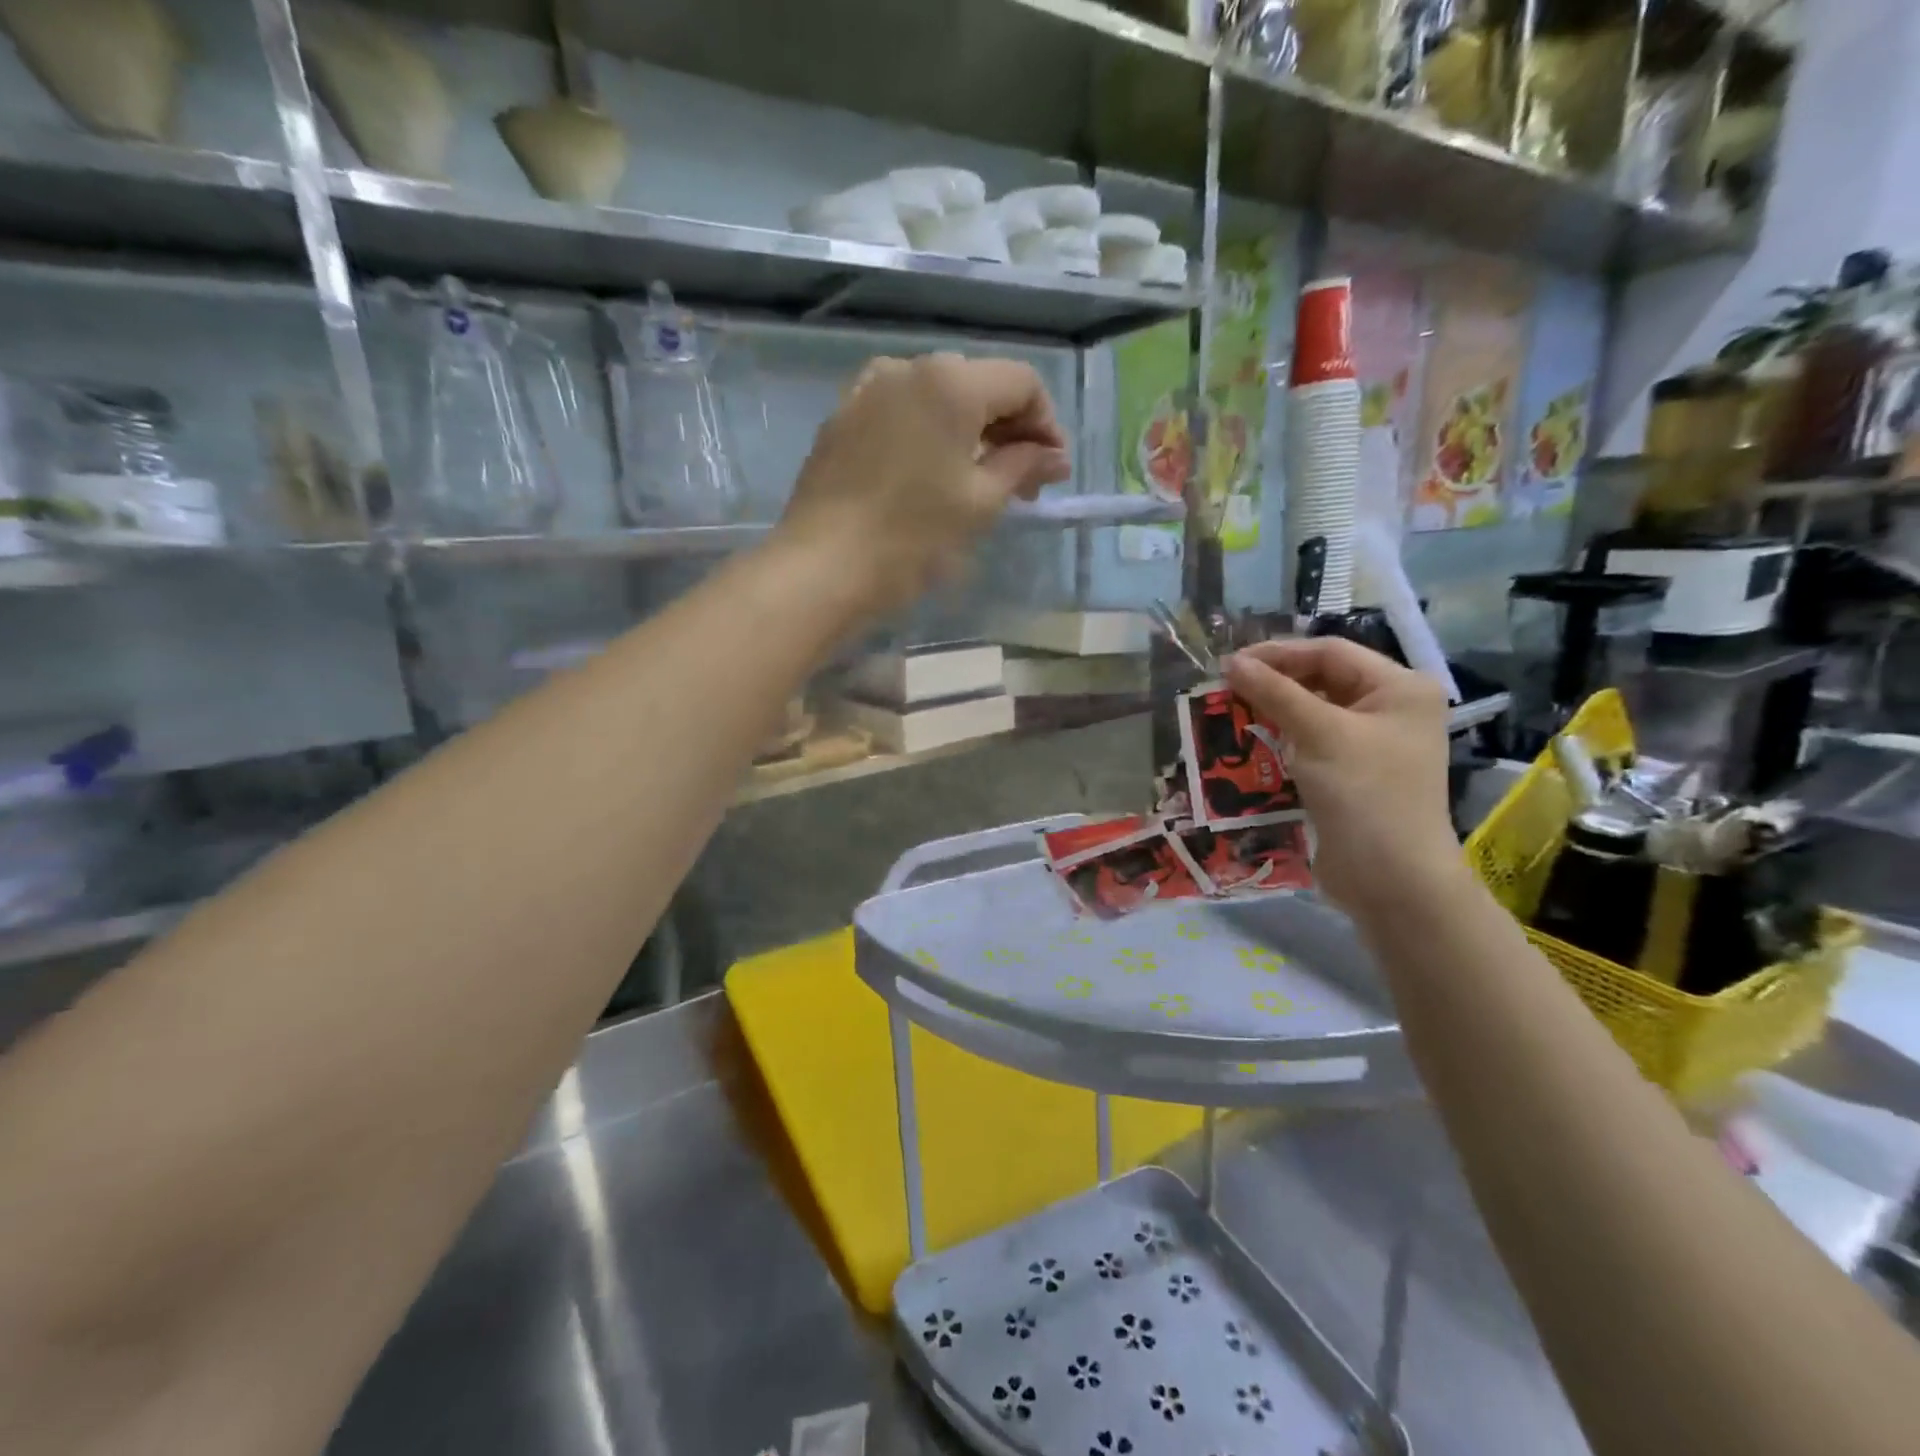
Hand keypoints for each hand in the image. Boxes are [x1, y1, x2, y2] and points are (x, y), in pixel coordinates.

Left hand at [774, 353, 1071, 614]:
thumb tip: (1053, 457)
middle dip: (1009, 429)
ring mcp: (867, 390)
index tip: (1052, 471)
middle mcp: (907, 368)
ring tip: (978, 482)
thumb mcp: (980, 503)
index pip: (1021, 382)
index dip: (1046, 424)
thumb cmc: (912, 537)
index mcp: (950, 381)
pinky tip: (931, 475)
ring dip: (969, 433)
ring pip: (938, 398)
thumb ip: (1022, 467)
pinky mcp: (841, 419)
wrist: (823, 568)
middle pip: (978, 385)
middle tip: (1024, 483)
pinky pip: (901, 413)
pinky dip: (929, 436)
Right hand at [1224, 637, 1459, 914]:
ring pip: (1314, 711)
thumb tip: (1231, 662)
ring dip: (1273, 710)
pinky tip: (1250, 742)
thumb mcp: (1318, 734)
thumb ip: (1274, 693)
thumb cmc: (1363, 794)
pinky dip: (1282, 738)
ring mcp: (1373, 744)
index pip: (1330, 653)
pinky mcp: (1352, 773)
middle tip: (1225, 687)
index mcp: (1400, 688)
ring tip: (1230, 711)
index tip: (1229, 664)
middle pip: (1323, 679)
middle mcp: (1391, 709)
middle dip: (1274, 682)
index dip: (1278, 654)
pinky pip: (1312, 742)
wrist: (1391, 879)